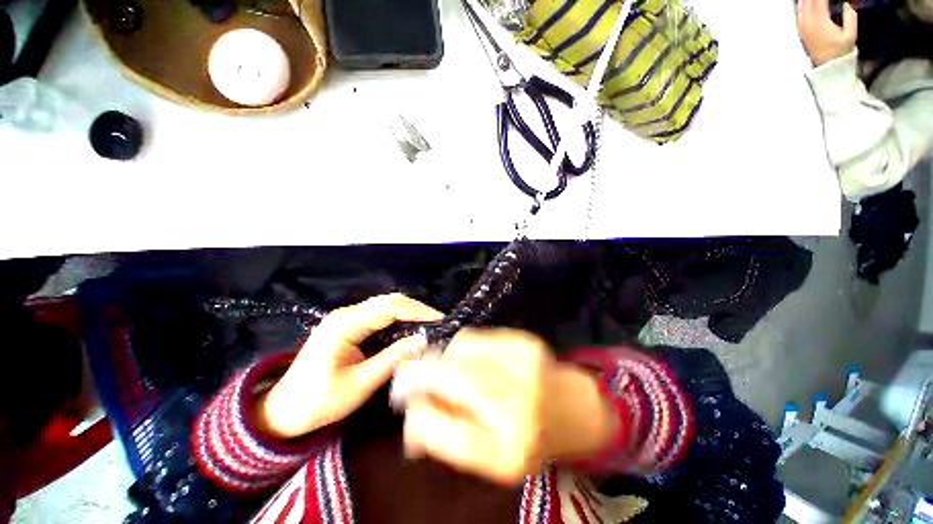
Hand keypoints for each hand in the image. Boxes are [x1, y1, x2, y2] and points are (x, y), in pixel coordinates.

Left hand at [259, 294, 441, 437]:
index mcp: (345, 325)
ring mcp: (345, 318)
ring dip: (407, 311)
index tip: (439, 319)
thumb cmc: (319, 401)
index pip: (390, 308)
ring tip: (428, 323)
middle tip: (437, 321)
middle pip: (388, 301)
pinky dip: (397, 318)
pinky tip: (408, 327)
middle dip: (415, 308)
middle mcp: (346, 314)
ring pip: (384, 305)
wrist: (283, 411)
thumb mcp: (360, 384)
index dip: (417, 311)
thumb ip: (392, 359)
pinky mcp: (347, 325)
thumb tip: (422, 341)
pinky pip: (378, 314)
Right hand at [394, 328, 615, 485]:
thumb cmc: (530, 439)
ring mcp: (524, 364)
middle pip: (453, 376)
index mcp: (510, 449)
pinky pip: (476, 336)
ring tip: (445, 369)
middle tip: (409, 376)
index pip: (447, 433)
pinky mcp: (524, 340)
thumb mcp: (491, 458)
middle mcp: (520, 404)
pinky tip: (469, 358)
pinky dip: (462, 347)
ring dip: (443, 358)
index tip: (404, 403)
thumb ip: (449, 439)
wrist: (575, 408)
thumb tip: (411, 418)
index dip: (418, 415)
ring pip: (461, 348)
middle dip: (421, 372)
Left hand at [797, 0, 857, 65]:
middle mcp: (807, 21)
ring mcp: (801, 24)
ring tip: (820, 0)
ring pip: (802, 3)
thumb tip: (847, 2)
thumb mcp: (850, 34)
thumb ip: (850, 15)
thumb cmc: (840, 51)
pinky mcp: (800, 27)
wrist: (826, 66)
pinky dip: (805, 2)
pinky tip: (810, 2)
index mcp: (819, 20)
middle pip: (808, 0)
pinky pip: (799, 9)